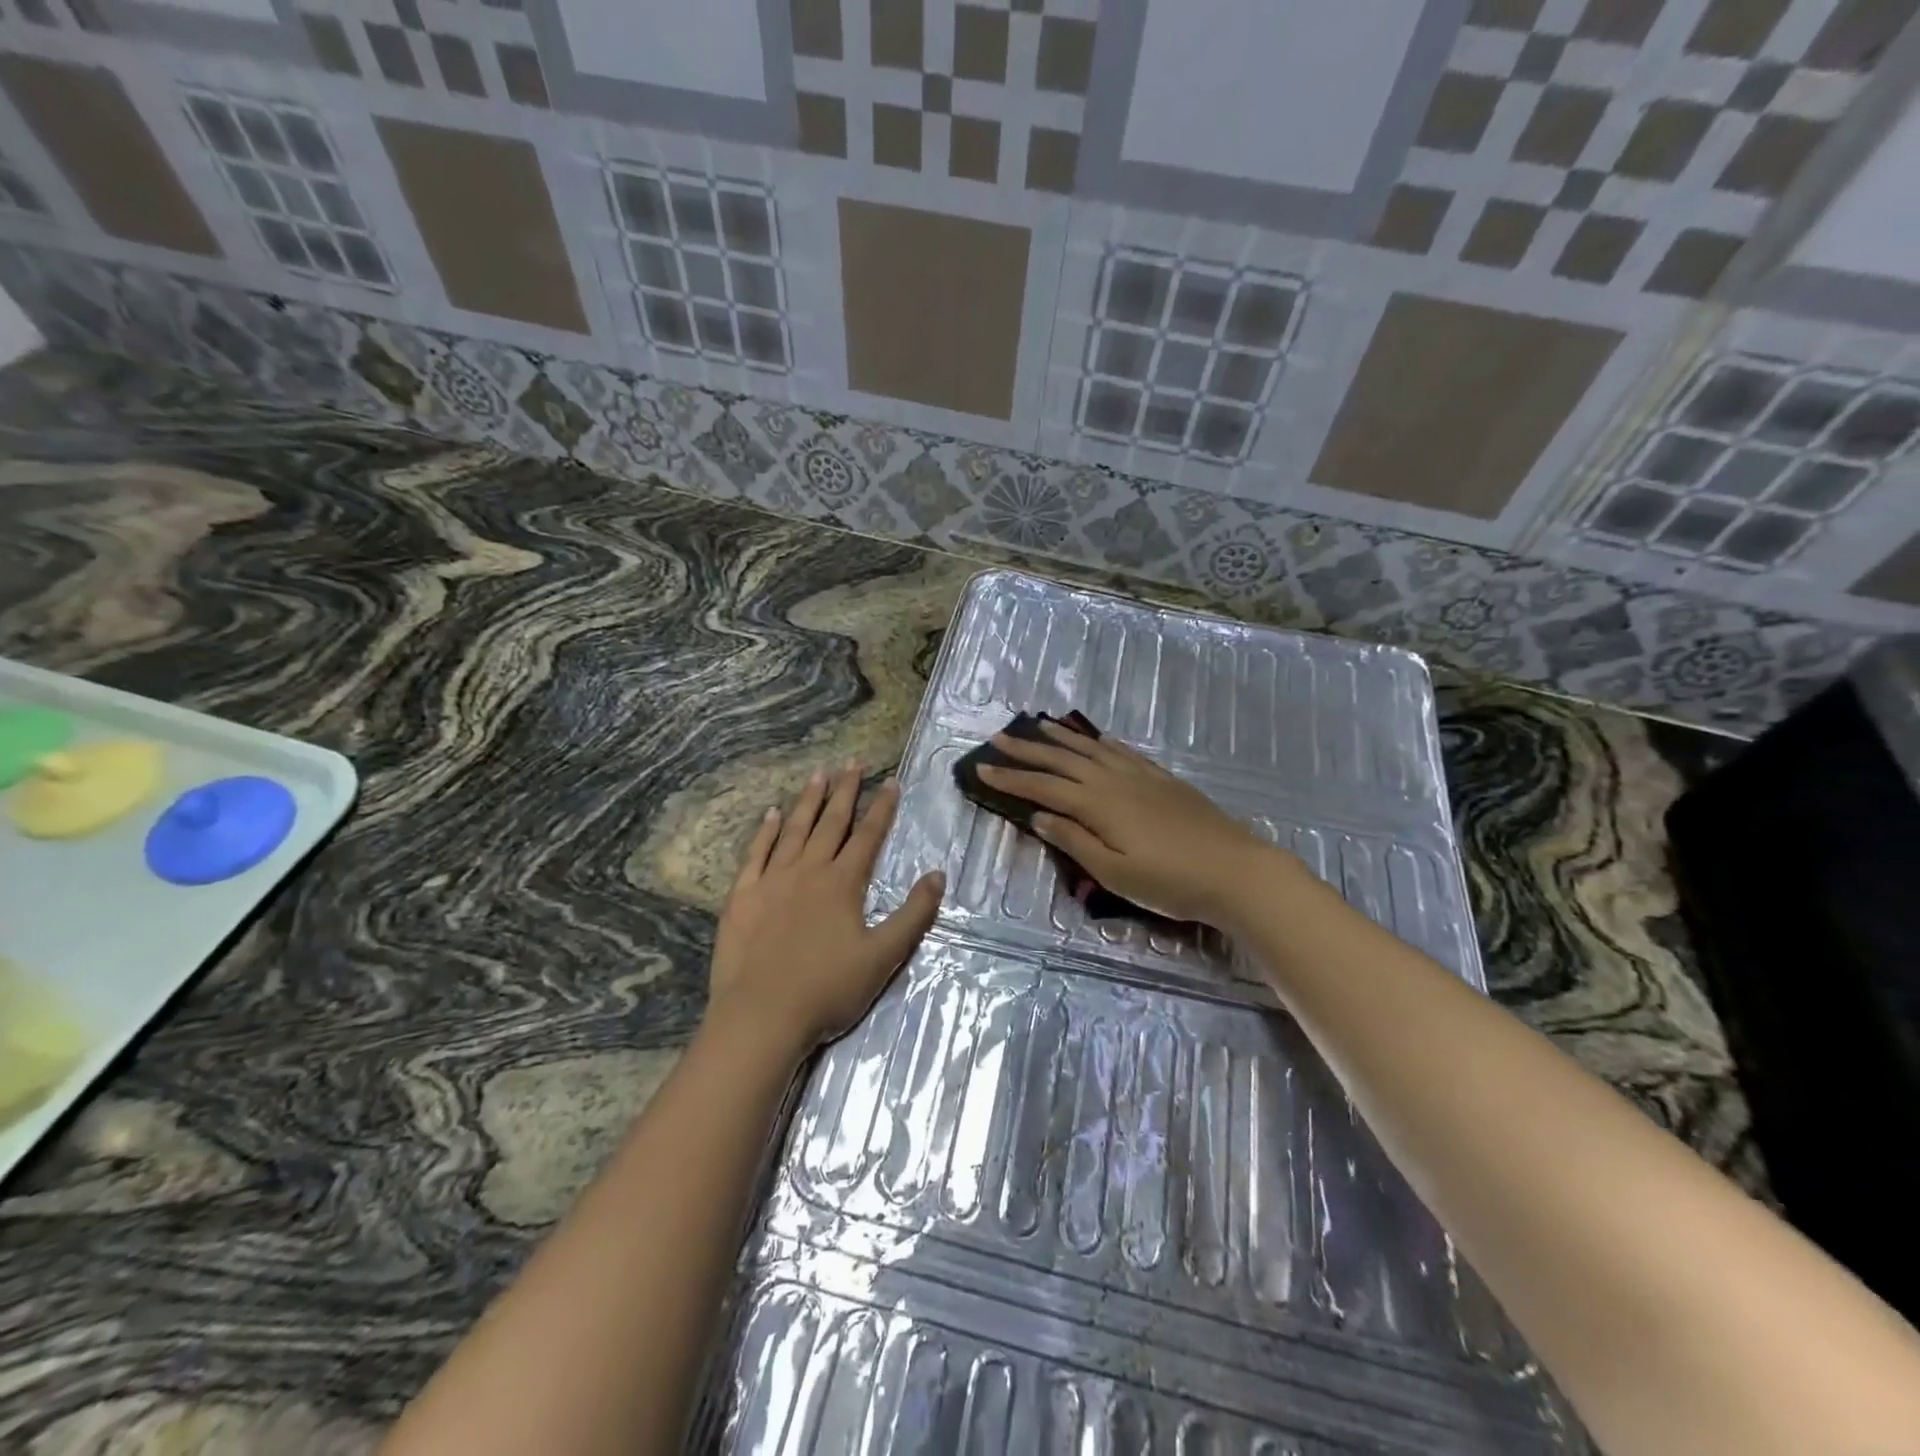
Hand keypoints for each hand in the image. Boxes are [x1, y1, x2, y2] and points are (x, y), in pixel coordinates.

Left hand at [708, 763, 944, 1056]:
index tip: (891, 781)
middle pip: (831, 823)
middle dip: (845, 791)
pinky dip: (765, 832)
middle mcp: (809, 870)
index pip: (868, 836)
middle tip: (852, 763)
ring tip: (818, 774)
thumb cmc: (828, 989)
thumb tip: (938, 874)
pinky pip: (756, 854)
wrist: (761, 1015)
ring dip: (808, 801)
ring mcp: (772, 880)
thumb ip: (913, 914)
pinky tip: (771, 814)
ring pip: (794, 830)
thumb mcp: (884, 956)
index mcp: (843, 883)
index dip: (882, 808)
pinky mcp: (743, 896)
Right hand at [977, 720, 1279, 925]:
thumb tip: (1039, 816)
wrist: (1237, 871)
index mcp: (1098, 804)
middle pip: (1062, 759)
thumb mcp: (1115, 873)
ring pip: (1091, 749)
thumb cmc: (1172, 882)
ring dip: (1060, 738)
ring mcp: (1140, 776)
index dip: (1010, 779)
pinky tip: (1094, 740)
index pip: (1043, 787)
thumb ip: (1074, 841)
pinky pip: (1121, 751)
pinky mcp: (1162, 779)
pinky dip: (1099, 742)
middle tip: (997, 739)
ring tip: (1037, 727)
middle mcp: (1114, 780)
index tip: (980, 769)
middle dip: (1026, 749)